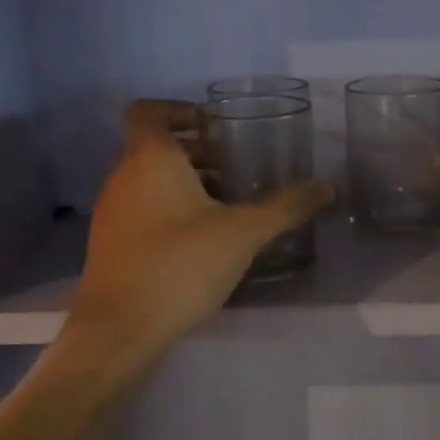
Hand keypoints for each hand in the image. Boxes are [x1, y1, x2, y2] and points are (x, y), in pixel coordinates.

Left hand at [67, 100, 333, 359]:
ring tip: (227, 202)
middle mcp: (123, 177)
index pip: (148, 111)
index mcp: (149, 159)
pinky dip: (170, 209)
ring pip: (148, 180)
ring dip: (184, 182)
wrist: (119, 329)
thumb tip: (328, 186)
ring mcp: (112, 212)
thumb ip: (286, 207)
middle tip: (235, 166)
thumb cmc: (179, 265)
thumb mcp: (242, 233)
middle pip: (154, 147)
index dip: (178, 109)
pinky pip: (142, 209)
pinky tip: (202, 239)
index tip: (214, 125)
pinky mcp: (111, 244)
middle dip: (195, 151)